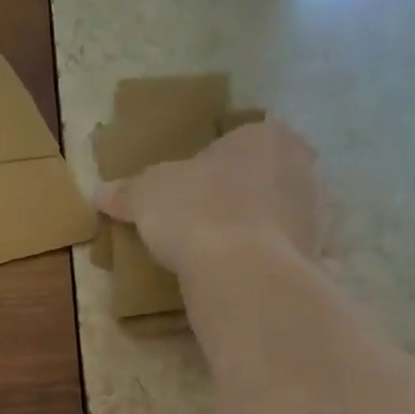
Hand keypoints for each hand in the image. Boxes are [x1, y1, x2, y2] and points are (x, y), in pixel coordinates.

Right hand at [96, 116, 322, 278]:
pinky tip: (240, 278)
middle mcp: (301, 167)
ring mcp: (315, 214)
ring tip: (220, 255)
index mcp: (265, 135)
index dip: (216, 163)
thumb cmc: (196, 212)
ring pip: (279, 216)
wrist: (243, 273)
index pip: (242, 139)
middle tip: (207, 219)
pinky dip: (265, 263)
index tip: (193, 188)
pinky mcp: (314, 258)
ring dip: (256, 230)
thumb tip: (100, 192)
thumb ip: (126, 191)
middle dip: (243, 194)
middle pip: (267, 176)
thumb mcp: (147, 196)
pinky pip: (284, 255)